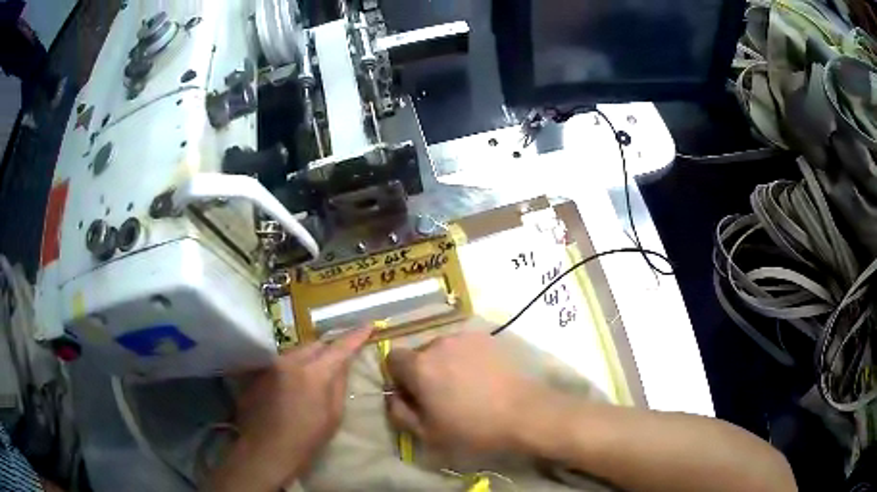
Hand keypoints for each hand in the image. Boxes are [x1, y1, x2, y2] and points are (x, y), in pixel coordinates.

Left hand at [211, 328, 371, 490]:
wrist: (265, 451)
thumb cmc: (306, 441)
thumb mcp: (332, 416)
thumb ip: (339, 385)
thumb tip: (343, 364)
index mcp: (312, 373)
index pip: (339, 347)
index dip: (355, 336)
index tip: (369, 326)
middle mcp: (289, 361)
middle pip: (315, 344)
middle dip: (329, 348)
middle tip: (339, 360)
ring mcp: (270, 365)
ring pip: (296, 351)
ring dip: (309, 358)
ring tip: (314, 375)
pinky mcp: (258, 373)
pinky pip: (281, 362)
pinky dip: (292, 367)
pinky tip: (293, 386)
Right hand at [386, 332, 542, 451]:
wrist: (526, 413)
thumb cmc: (474, 429)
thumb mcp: (428, 434)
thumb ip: (400, 413)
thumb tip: (392, 397)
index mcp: (420, 366)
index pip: (392, 358)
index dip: (399, 377)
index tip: (413, 395)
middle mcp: (439, 343)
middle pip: (420, 353)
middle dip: (424, 371)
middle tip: (442, 395)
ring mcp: (466, 338)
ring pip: (444, 349)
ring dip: (447, 364)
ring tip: (467, 386)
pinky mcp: (490, 338)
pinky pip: (467, 347)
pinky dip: (468, 359)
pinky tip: (485, 378)